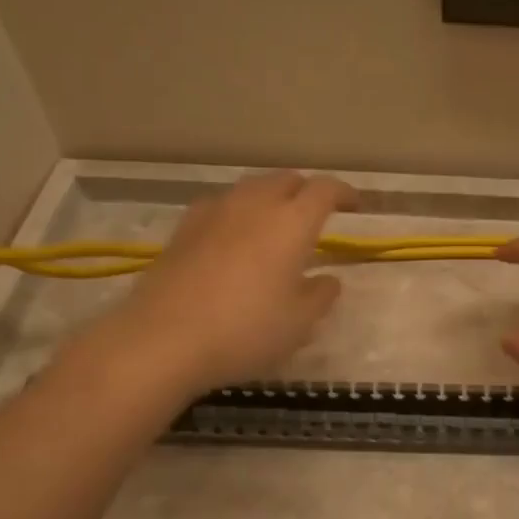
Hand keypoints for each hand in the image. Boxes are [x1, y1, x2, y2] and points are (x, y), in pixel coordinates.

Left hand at [71, 171, 356, 398]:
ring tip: (275, 223)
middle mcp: (254, 205)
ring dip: (270, 198)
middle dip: (306, 191)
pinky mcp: (184, 228)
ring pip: (251, 188)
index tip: (354, 206)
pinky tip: (234, 236)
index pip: (325, 190)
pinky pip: (221, 205)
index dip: (343, 193)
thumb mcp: (298, 323)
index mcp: (291, 223)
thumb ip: (320, 296)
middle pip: (286, 180)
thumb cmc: (245, 331)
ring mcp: (214, 212)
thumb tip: (328, 280)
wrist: (164, 339)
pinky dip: (238, 211)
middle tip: (316, 214)